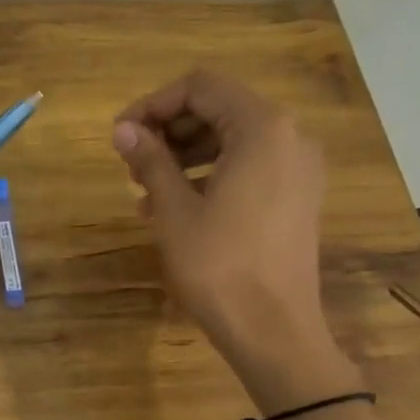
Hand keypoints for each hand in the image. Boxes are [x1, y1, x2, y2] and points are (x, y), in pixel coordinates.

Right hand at [112, 71, 357, 410]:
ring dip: (185, 154)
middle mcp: (289, 138)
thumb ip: (150, 159)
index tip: (121, 134)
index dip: (154, 104)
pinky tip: (174, 207)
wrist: (274, 331)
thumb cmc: (219, 265)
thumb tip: (123, 129)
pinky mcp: (297, 197)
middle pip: (219, 109)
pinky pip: (249, 167)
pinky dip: (210, 174)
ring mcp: (298, 169)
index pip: (201, 88)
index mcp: (262, 129)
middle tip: (132, 162)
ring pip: (233, 140)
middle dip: (170, 130)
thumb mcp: (175, 209)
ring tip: (145, 189)